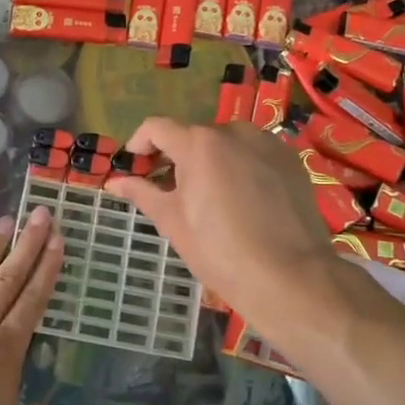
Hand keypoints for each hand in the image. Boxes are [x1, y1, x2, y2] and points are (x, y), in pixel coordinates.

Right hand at [103, 119, 337, 332]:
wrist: (290, 277)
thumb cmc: (220, 251)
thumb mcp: (173, 222)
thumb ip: (142, 193)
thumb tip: (114, 182)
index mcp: (199, 143)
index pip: (157, 127)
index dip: (139, 143)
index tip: (135, 166)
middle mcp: (233, 131)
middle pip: (193, 135)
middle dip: (176, 157)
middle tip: (170, 190)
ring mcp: (267, 143)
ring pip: (226, 143)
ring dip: (210, 161)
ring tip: (209, 197)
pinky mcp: (290, 160)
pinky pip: (254, 154)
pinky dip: (240, 167)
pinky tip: (242, 200)